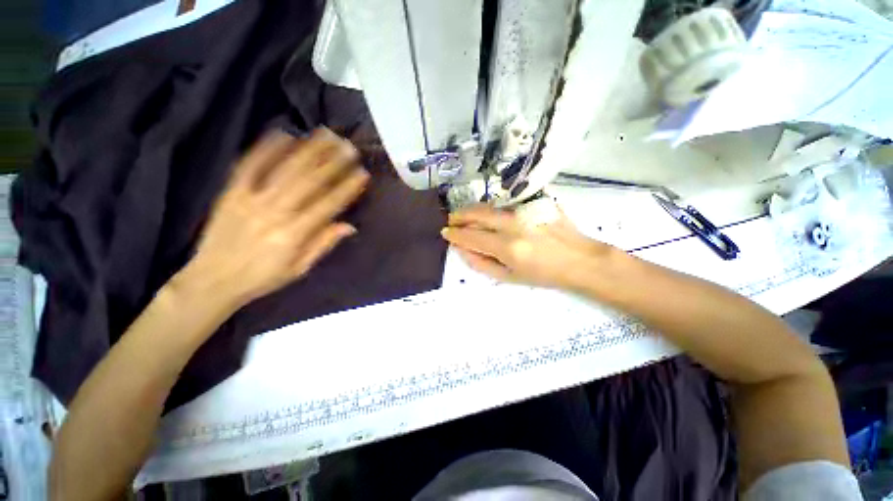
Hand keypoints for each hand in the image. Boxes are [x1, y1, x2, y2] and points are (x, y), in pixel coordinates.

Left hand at [175, 128, 369, 308]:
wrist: (213, 279)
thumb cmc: (263, 277)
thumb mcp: (300, 268)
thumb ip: (324, 244)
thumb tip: (349, 226)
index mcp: (295, 234)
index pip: (328, 205)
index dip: (347, 187)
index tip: (362, 173)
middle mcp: (276, 212)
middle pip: (309, 181)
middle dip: (332, 162)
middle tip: (348, 145)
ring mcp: (251, 199)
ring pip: (285, 169)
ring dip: (308, 150)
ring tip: (326, 135)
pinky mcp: (231, 192)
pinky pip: (249, 166)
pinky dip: (266, 148)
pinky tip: (284, 133)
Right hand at [441, 204, 615, 289]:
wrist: (579, 259)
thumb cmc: (544, 274)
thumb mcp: (510, 278)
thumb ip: (482, 264)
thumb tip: (462, 250)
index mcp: (507, 248)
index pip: (471, 237)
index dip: (455, 235)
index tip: (445, 233)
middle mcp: (513, 225)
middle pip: (477, 214)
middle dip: (459, 216)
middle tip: (451, 219)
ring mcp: (525, 211)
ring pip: (489, 206)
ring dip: (472, 210)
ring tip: (464, 215)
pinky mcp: (535, 203)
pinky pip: (505, 204)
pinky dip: (491, 209)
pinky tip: (488, 214)